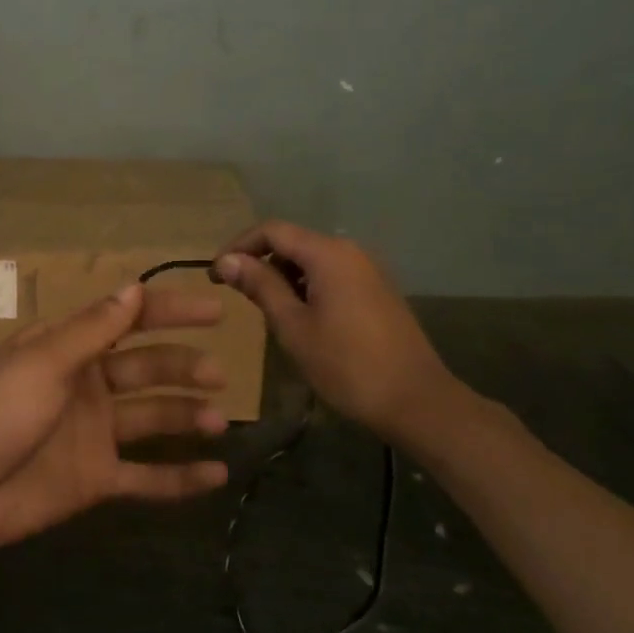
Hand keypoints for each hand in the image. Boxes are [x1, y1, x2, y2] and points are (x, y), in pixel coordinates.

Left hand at [0, 284, 232, 552]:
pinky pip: (147, 477)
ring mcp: (93, 434)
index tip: (214, 311)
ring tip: (219, 420)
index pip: (128, 321)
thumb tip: (134, 287)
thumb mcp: (43, 363)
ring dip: (186, 416)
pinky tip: (217, 475)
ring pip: (152, 419)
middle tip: (218, 374)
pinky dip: (180, 478)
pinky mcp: (96, 479)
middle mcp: (88, 386)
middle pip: (146, 369)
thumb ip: (93, 331)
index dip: (169, 312)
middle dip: (183, 366)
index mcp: (70, 350)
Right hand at [215, 220, 464, 447]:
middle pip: (293, 241)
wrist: (418, 402)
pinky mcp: (378, 291)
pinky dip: (307, 286)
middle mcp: (350, 251)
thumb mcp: (293, 326)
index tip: (215, 274)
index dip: (239, 246)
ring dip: (283, 276)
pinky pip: (332, 275)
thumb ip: (260, 287)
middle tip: (236, 295)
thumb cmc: (347, 365)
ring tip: (265, 310)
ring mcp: (368, 270)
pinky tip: (300, 318)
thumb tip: (227, 261)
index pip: (272, 230)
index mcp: (328, 254)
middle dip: (261, 262)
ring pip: (313, 260)